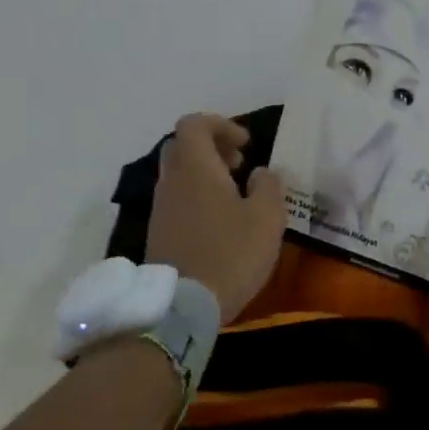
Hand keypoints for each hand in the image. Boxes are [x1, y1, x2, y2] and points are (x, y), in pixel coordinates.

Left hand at [145, 114, 287, 320]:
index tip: (247, 145)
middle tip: (240, 165)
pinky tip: (220, 221)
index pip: (194, 124)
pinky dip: (197, 197)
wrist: (184, 305)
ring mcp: (161, 208)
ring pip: (178, 174)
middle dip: (212, 147)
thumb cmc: (230, 253)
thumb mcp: (267, 218)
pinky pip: (177, 199)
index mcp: (195, 168)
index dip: (221, 125)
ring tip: (235, 196)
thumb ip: (269, 186)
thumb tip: (262, 173)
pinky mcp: (159, 232)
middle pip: (182, 146)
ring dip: (205, 174)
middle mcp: (171, 181)